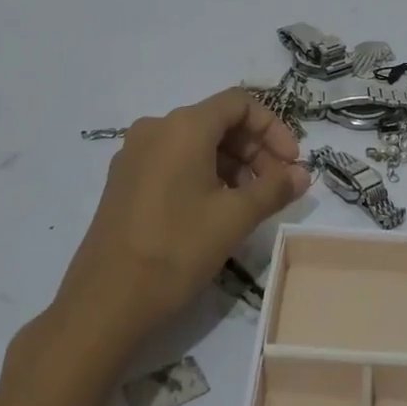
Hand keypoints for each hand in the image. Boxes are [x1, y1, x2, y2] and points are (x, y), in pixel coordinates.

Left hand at [52, 90, 309, 349]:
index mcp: (184, 126)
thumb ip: (274, 188)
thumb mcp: (234, 218)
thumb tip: (302, 174)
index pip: (239, 103)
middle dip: (255, 149)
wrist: (104, 302)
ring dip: (232, 165)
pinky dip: (204, 174)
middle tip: (277, 187)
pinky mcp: (124, 180)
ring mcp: (135, 154)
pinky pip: (174, 161)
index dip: (272, 128)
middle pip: (218, 122)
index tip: (291, 163)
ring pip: (196, 143)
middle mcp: (156, 128)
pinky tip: (216, 210)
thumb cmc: (176, 249)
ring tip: (250, 203)